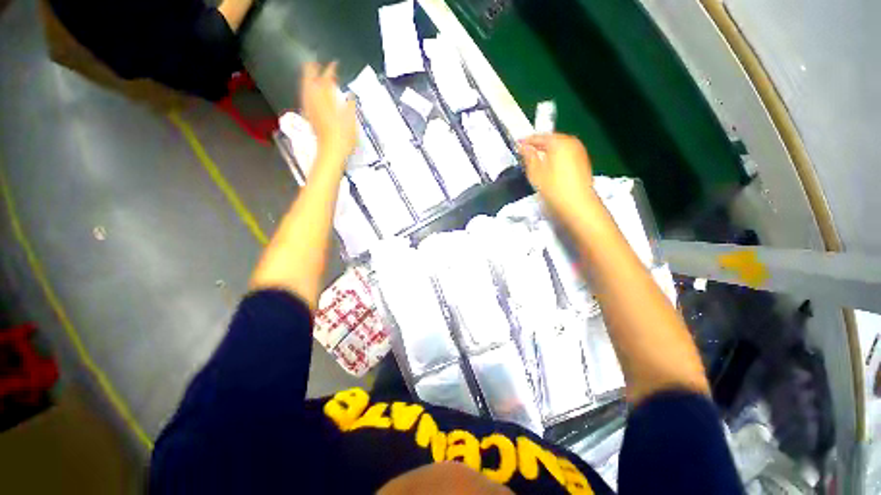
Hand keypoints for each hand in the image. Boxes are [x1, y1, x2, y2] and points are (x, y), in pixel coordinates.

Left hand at [300, 61, 357, 164]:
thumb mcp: (352, 121)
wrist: (331, 153)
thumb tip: (351, 96)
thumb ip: (350, 106)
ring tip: (311, 73)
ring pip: (305, 87)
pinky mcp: (309, 116)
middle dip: (312, 69)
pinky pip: (305, 96)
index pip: (327, 79)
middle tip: (315, 63)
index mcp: (326, 99)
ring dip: (308, 79)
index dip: (331, 69)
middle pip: (309, 79)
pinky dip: (307, 90)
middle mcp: (315, 100)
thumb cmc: (343, 138)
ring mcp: (310, 108)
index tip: (334, 64)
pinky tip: (310, 92)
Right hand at [519, 133, 596, 220]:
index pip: (539, 136)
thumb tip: (523, 146)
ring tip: (536, 162)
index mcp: (559, 141)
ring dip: (547, 152)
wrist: (578, 205)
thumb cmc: (553, 188)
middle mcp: (571, 142)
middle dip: (538, 146)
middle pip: (551, 140)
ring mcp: (579, 151)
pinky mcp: (583, 162)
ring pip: (559, 147)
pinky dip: (556, 158)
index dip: (526, 141)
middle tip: (525, 154)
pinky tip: (549, 168)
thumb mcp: (535, 172)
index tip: (516, 145)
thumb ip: (528, 156)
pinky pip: (565, 154)